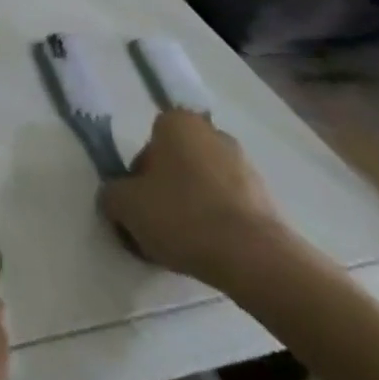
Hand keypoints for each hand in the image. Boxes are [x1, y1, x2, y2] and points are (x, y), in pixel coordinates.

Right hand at [101, 109, 285, 290]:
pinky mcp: (266, 197)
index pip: (148, 145)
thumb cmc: (182, 216)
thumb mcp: (125, 205)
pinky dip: (218, 223)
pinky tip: (212, 251)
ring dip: (193, 207)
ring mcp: (244, 164)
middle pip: (176, 163)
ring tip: (186, 246)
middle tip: (159, 225)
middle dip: (166, 190)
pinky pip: (229, 206)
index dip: (139, 177)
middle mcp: (212, 133)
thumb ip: (112, 195)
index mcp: (177, 122)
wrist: (253, 257)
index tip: (140, 205)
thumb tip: (117, 198)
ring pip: (203, 184)